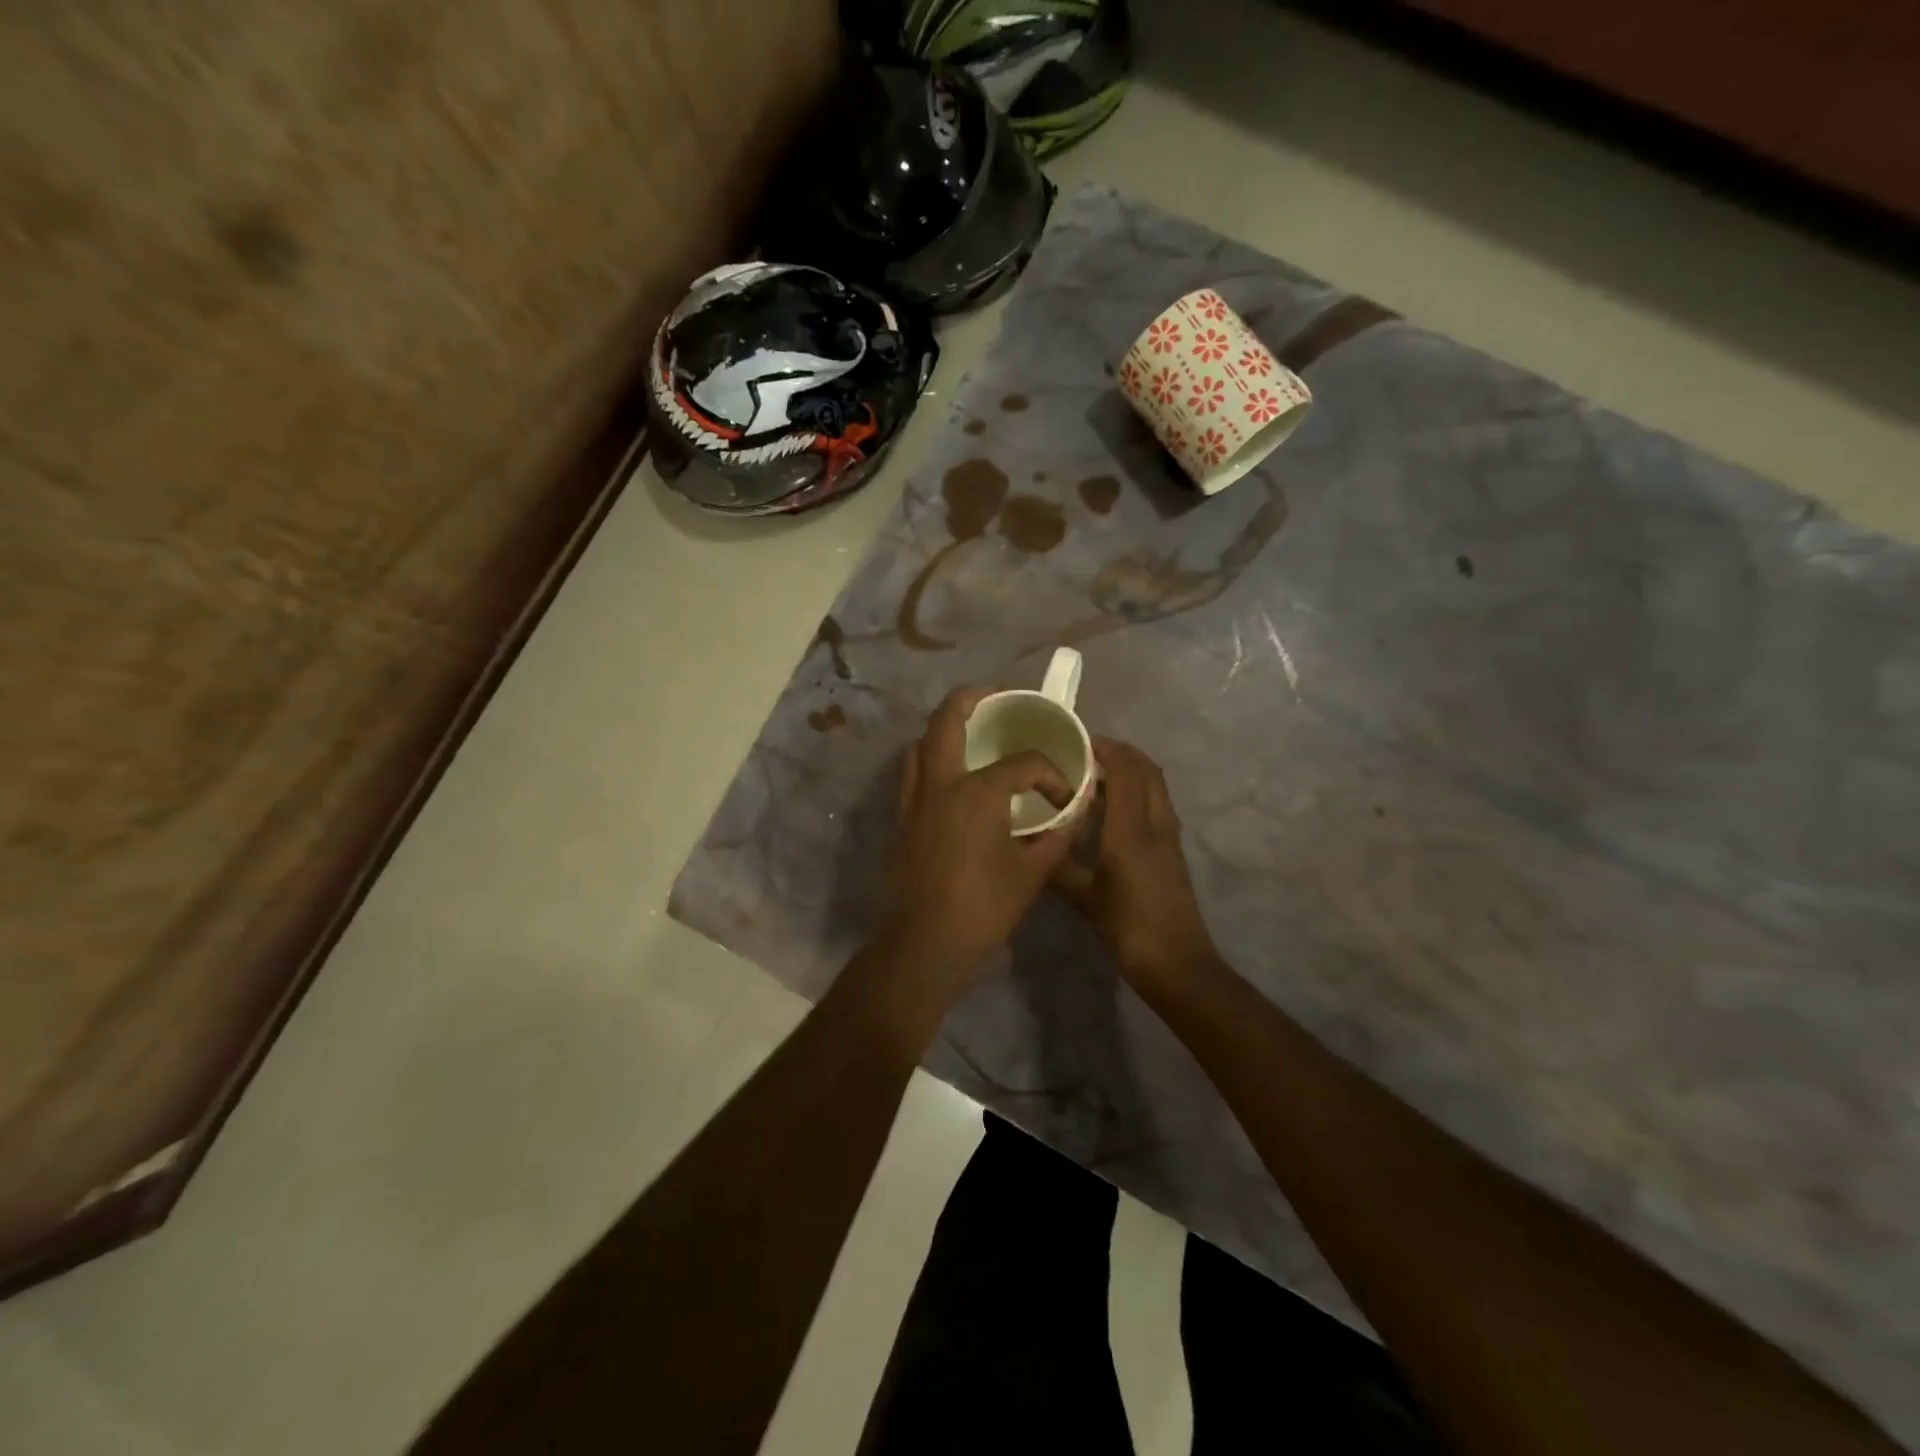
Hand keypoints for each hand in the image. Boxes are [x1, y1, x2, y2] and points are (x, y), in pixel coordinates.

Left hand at [880, 688, 1078, 987]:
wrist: (925, 944)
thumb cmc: (983, 908)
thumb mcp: (1033, 872)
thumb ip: (1058, 835)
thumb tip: (1077, 811)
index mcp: (978, 792)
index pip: (1023, 764)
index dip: (1050, 776)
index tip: (1063, 799)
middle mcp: (940, 783)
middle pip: (948, 718)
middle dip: (973, 698)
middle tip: (997, 697)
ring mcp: (914, 798)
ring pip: (922, 743)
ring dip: (945, 728)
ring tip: (972, 732)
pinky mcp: (902, 817)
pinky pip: (912, 771)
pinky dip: (930, 758)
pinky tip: (951, 776)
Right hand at [1051, 738, 1218, 989]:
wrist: (1177, 963)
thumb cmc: (1129, 927)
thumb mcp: (1085, 897)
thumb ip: (1059, 866)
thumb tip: (1031, 843)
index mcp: (1132, 829)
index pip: (1124, 770)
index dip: (1103, 749)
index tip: (1075, 741)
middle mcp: (1155, 823)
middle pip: (1146, 769)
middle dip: (1119, 752)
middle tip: (1084, 753)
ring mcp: (1168, 835)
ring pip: (1154, 785)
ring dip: (1130, 770)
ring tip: (1094, 775)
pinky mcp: (1172, 848)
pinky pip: (1155, 803)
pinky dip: (1135, 790)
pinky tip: (1110, 809)